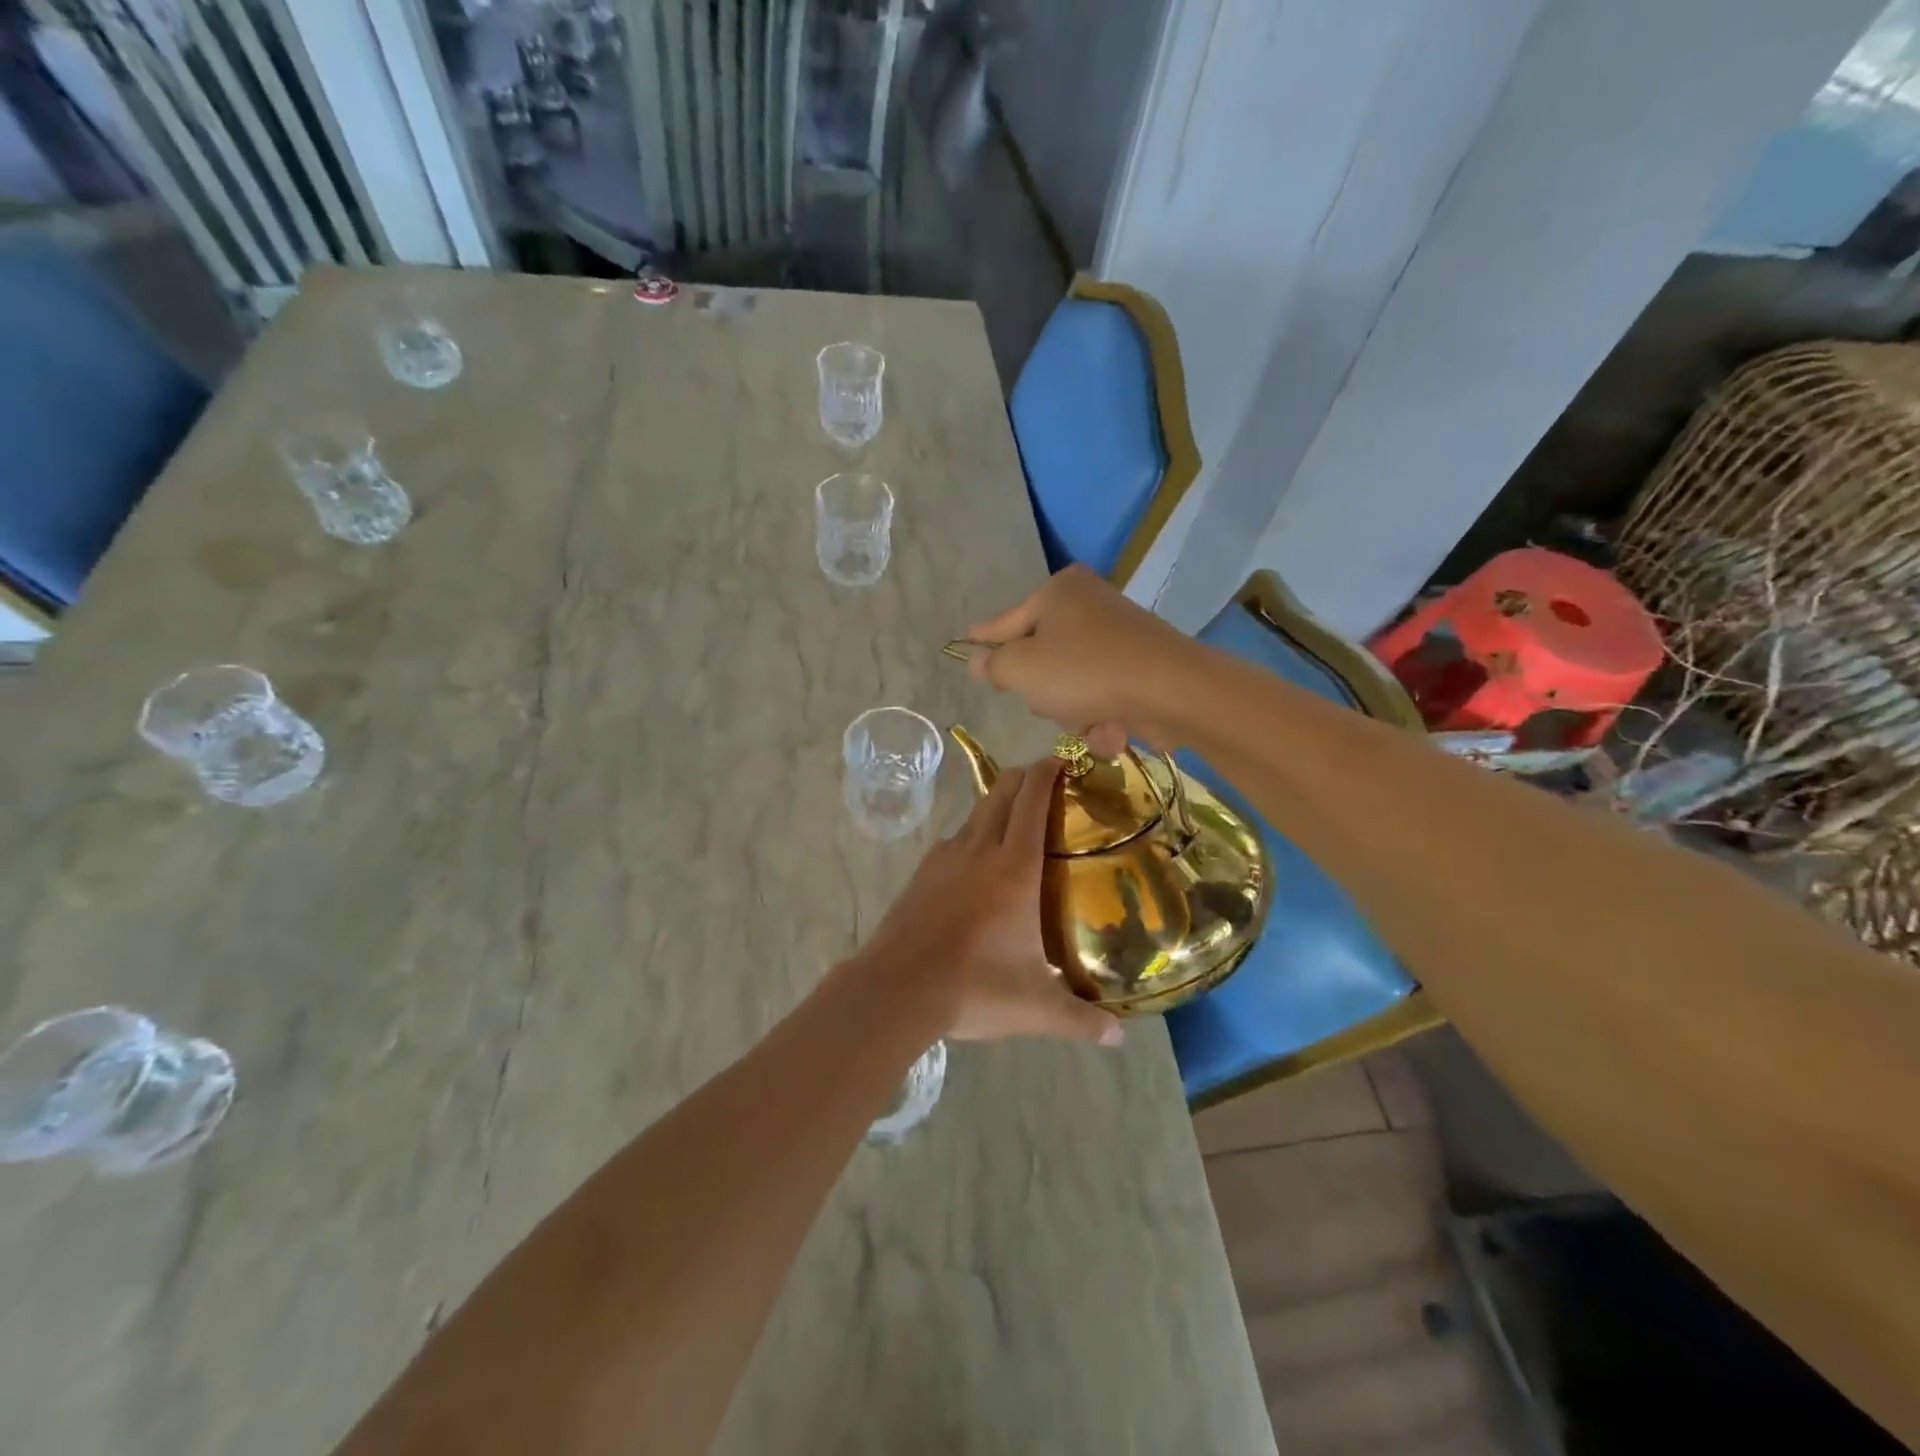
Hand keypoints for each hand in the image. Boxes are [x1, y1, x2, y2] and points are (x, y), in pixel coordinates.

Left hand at [855, 757, 1121, 1046]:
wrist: (897, 988)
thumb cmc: (973, 987)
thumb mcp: (1035, 1008)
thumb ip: (1079, 1020)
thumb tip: (1118, 1039)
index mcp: (1014, 867)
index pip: (1031, 801)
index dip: (1047, 772)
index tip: (1062, 760)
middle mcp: (979, 850)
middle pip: (1001, 792)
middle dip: (1024, 777)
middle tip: (1046, 782)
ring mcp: (944, 858)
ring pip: (974, 813)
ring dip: (996, 804)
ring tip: (1015, 820)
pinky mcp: (921, 873)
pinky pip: (953, 840)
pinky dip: (971, 835)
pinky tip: (975, 863)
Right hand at [964, 565, 1195, 757]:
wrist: (1171, 690)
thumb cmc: (1084, 671)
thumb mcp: (1022, 669)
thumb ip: (995, 666)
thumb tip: (979, 660)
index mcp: (1058, 592)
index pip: (1006, 621)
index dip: (984, 638)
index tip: (966, 640)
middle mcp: (1089, 604)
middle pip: (1042, 655)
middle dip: (1043, 689)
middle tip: (1048, 700)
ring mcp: (1118, 635)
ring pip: (1071, 682)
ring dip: (1073, 711)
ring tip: (1089, 719)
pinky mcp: (1140, 665)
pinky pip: (1102, 694)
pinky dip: (1102, 716)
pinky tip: (1113, 728)